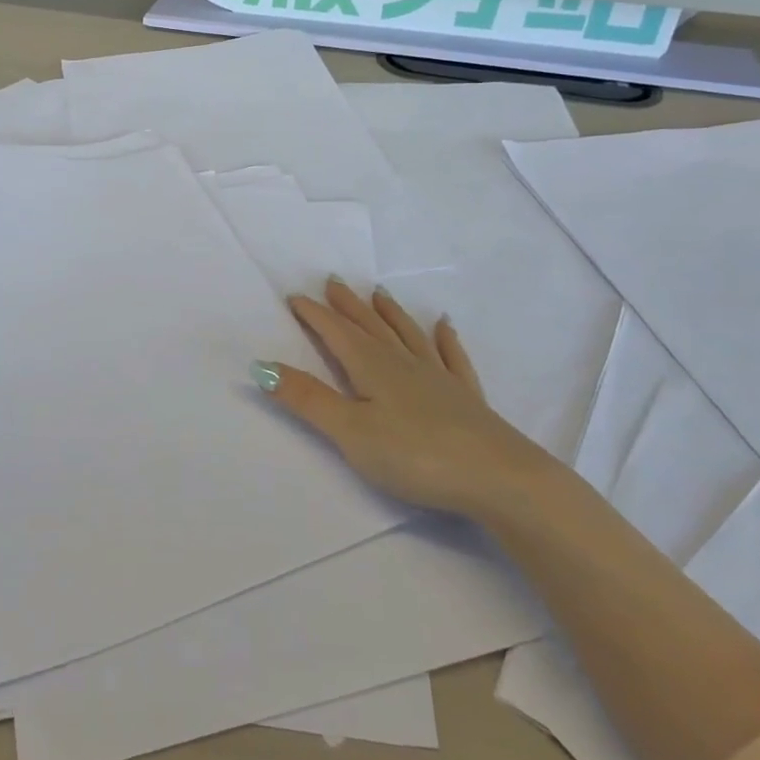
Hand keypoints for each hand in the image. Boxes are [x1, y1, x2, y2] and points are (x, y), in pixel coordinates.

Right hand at [258, 278, 553, 521]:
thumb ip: (307, 399)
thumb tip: (261, 366)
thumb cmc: (415, 455)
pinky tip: (445, 326)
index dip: (315, 315)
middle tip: (332, 281)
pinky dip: (445, 339)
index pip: (337, 333)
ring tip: (379, 293)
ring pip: (407, 335)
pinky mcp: (466, 398)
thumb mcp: (350, 431)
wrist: (498, 477)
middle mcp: (404, 363)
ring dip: (390, 313)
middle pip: (370, 326)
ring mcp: (439, 378)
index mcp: (372, 368)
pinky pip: (452, 357)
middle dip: (348, 305)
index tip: (295, 296)